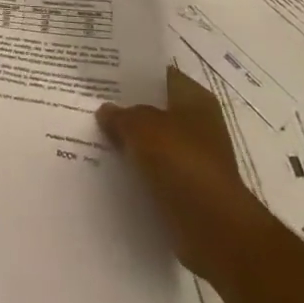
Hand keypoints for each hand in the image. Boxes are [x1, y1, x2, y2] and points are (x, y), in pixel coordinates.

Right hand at [98, 64, 271, 281]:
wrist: (214, 229)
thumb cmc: (181, 162)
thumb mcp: (141, 127)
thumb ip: (120, 115)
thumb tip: (106, 111)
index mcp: (195, 99)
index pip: (160, 76)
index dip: (132, 73)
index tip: (102, 73)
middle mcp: (199, 124)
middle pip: (155, 109)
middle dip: (127, 109)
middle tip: (89, 103)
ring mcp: (194, 158)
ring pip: (153, 142)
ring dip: (130, 142)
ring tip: (92, 134)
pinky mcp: (188, 189)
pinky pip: (155, 171)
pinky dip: (136, 171)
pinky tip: (108, 167)